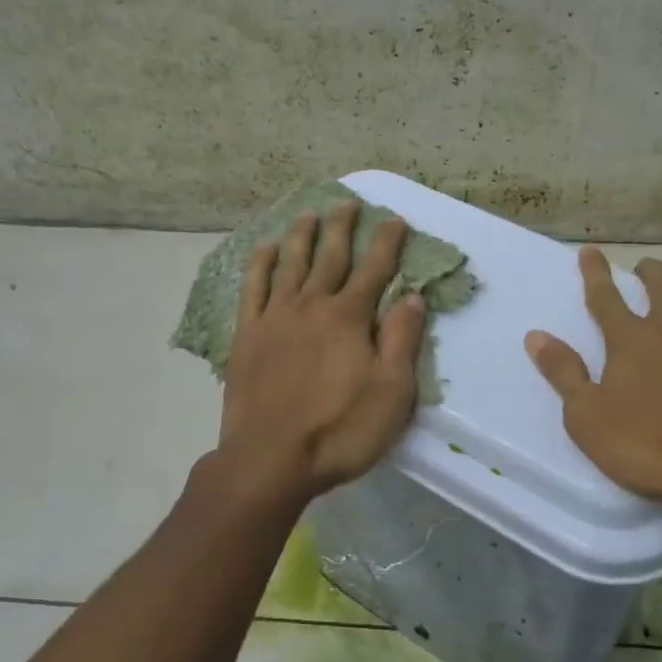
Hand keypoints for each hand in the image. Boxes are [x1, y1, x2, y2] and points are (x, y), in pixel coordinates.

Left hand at [211, 199, 426, 504]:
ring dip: (302, 235)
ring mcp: (275, 317)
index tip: (395, 219)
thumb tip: (414, 297)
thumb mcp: (392, 392)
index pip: (375, 269)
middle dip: (343, 227)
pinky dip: (261, 263)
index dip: (387, 242)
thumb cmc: (340, 430)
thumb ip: (402, 339)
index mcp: (349, 318)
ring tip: (309, 212)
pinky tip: (266, 247)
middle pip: (331, 257)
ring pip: (291, 263)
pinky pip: (253, 288)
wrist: (270, 460)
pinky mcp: (247, 335)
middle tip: (348, 202)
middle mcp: (312, 305)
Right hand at [524, 239, 661, 519]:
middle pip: (659, 285)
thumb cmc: (650, 446)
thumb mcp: (588, 417)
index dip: (595, 273)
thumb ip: (563, 373)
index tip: (589, 250)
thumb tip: (536, 336)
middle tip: (645, 262)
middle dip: (649, 269)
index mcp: (631, 339)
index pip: (605, 297)